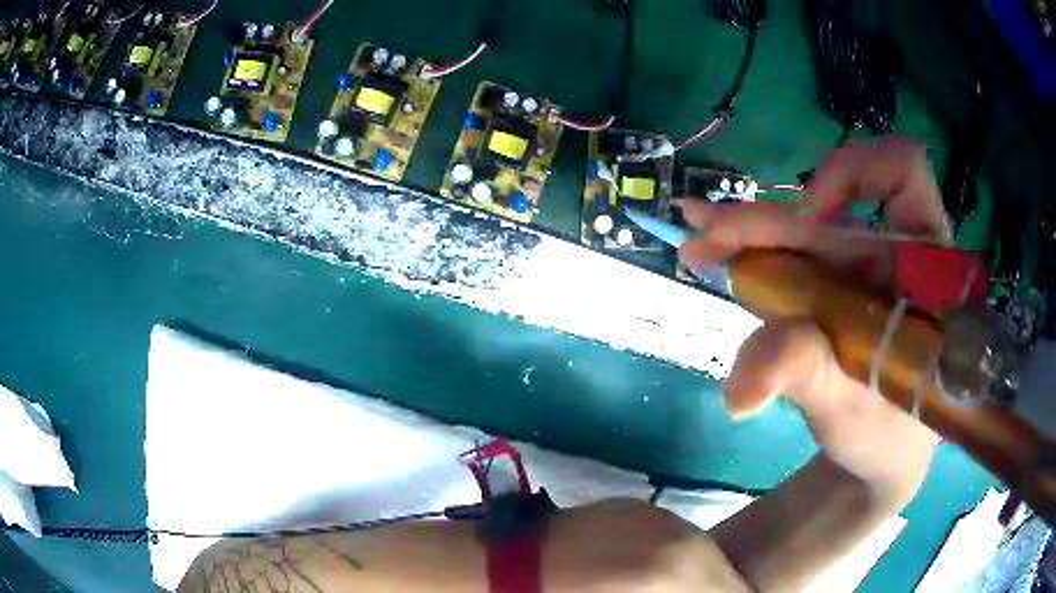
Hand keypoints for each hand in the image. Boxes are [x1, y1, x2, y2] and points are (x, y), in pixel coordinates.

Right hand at [679, 136, 945, 504]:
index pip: (903, 172)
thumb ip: (804, 375)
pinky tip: (713, 252)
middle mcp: (890, 250)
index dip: (857, 173)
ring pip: (802, 228)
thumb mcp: (850, 407)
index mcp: (921, 264)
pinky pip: (790, 255)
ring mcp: (859, 268)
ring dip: (746, 229)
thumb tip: (740, 388)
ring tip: (698, 238)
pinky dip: (748, 251)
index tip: (816, 222)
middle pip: (828, 205)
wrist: (878, 453)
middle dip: (767, 218)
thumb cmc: (884, 432)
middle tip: (705, 232)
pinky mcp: (833, 287)